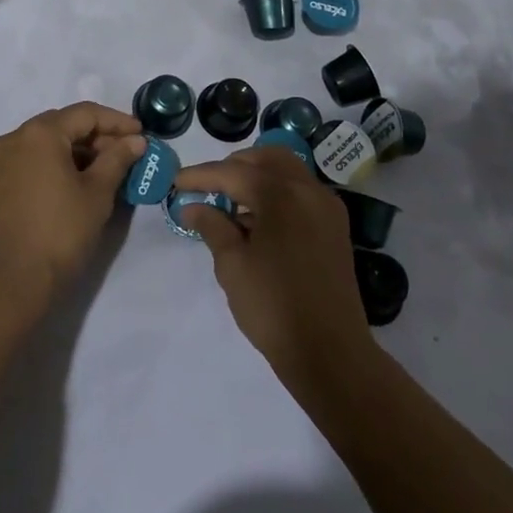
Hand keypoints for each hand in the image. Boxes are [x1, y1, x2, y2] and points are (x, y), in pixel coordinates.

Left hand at [0, 103, 145, 302]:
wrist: (11, 284)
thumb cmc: (60, 233)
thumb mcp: (97, 193)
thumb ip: (117, 159)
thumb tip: (135, 140)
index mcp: (39, 133)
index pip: (85, 114)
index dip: (117, 122)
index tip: (142, 134)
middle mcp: (14, 137)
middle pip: (63, 125)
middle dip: (97, 136)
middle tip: (127, 153)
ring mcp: (0, 160)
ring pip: (47, 142)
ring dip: (78, 150)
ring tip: (108, 169)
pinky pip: (32, 159)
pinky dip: (57, 163)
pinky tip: (79, 180)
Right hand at [174, 147, 371, 378]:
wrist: (331, 354)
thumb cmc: (274, 307)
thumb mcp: (232, 266)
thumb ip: (212, 226)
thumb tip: (192, 206)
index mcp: (281, 194)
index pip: (232, 172)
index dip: (201, 176)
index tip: (176, 182)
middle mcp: (308, 190)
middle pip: (265, 158)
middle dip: (234, 166)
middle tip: (208, 187)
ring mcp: (326, 207)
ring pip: (287, 171)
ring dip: (257, 177)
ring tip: (232, 204)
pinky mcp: (335, 227)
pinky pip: (301, 192)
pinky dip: (278, 193)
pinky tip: (259, 221)